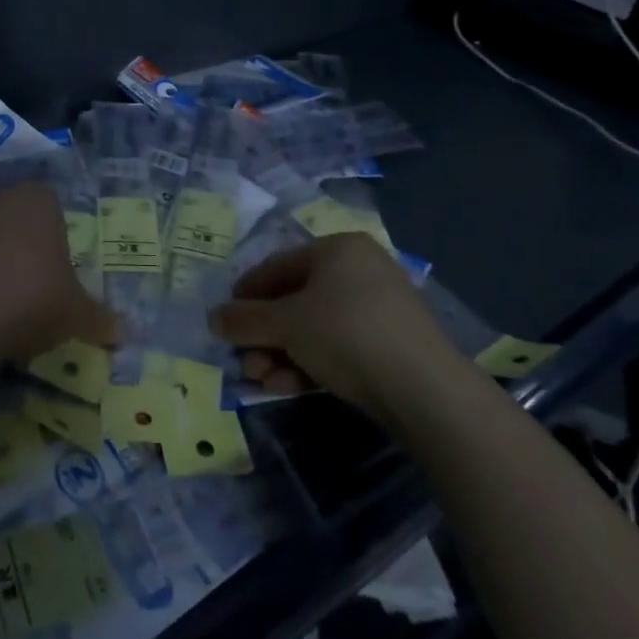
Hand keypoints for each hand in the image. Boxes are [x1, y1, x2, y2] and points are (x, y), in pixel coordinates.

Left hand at [0, 183, 120, 364]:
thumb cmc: (32, 299)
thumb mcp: (76, 315)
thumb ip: (99, 319)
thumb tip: (124, 332)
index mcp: (36, 200)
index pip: (49, 208)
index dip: (52, 241)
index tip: (53, 275)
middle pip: (9, 219)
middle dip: (15, 248)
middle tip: (23, 291)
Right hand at [209, 234, 460, 410]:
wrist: (425, 390)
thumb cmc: (346, 333)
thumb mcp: (286, 324)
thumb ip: (246, 320)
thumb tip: (213, 318)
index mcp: (338, 248)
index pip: (278, 266)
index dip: (246, 293)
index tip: (224, 319)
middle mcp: (359, 270)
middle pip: (295, 300)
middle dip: (264, 334)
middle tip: (243, 360)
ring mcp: (378, 308)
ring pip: (314, 327)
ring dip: (282, 354)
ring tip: (261, 380)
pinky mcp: (390, 345)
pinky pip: (338, 346)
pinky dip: (310, 364)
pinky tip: (289, 387)